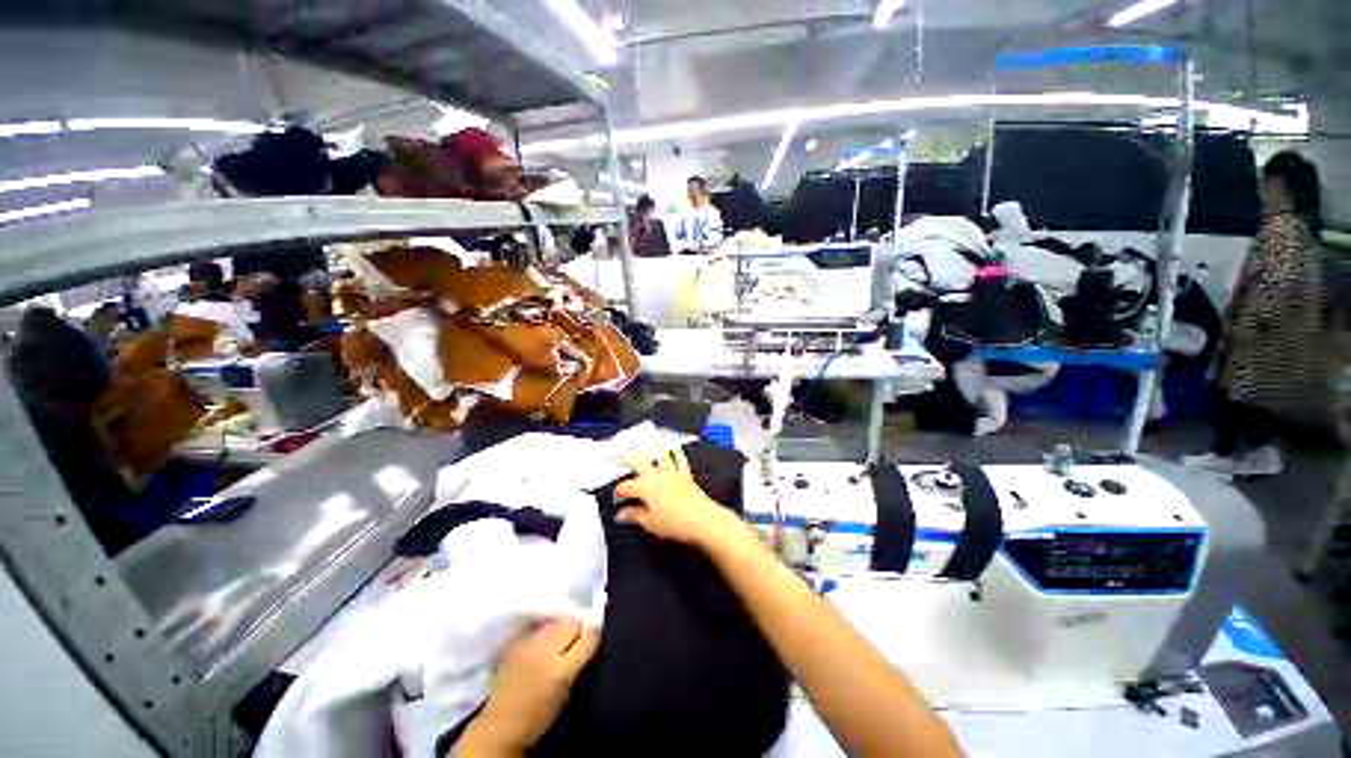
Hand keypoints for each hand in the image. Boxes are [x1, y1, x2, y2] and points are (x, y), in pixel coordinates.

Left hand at [462, 618, 599, 753]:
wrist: (501, 723)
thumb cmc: (539, 714)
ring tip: (557, 640)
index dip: (593, 634)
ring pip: (554, 622)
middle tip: (574, 640)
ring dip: (559, 628)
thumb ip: (579, 661)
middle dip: (576, 628)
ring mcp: (528, 643)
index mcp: (562, 669)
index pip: (589, 635)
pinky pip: (537, 627)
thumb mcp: (567, 691)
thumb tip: (590, 637)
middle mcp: (545, 650)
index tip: (593, 637)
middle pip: (571, 622)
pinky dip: (542, 632)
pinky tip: (540, 643)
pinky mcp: (515, 642)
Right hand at [614, 446, 733, 547]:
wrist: (701, 519)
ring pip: (660, 455)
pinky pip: (680, 459)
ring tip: (646, 439)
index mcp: (645, 488)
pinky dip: (677, 451)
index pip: (626, 487)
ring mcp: (672, 473)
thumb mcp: (650, 523)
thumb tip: (621, 514)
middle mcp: (657, 476)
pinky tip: (674, 445)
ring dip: (653, 446)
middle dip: (627, 458)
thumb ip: (634, 515)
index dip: (619, 492)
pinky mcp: (685, 474)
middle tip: (619, 453)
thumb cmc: (673, 523)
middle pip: (639, 463)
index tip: (617, 499)